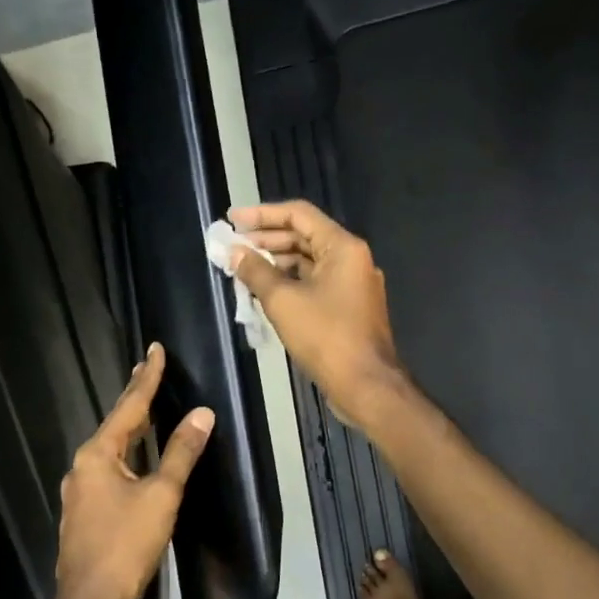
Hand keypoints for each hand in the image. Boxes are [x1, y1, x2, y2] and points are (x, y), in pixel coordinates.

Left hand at [50, 343, 214, 598]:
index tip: (154, 350)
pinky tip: (137, 461)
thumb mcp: (160, 495)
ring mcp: (80, 492)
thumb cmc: (126, 544)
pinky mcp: (86, 514)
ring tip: (148, 409)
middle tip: (151, 371)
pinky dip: (128, 456)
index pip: (128, 407)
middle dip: (135, 400)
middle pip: (116, 426)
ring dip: (131, 429)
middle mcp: (82, 467)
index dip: (146, 379)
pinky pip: (110, 472)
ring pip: (111, 450)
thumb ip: (181, 453)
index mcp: (97, 455)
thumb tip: (202, 414)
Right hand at [228, 200, 407, 428]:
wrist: (365, 384)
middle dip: (266, 240)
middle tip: (233, 247)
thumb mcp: (283, 301)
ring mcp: (352, 285)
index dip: (262, 214)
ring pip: (309, 263)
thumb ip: (256, 272)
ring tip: (242, 270)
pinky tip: (264, 293)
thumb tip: (235, 252)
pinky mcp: (348, 308)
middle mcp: (352, 259)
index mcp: (343, 247)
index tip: (233, 220)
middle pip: (304, 237)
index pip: (299, 215)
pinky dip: (290, 283)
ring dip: (276, 263)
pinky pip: (315, 284)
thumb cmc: (325, 336)